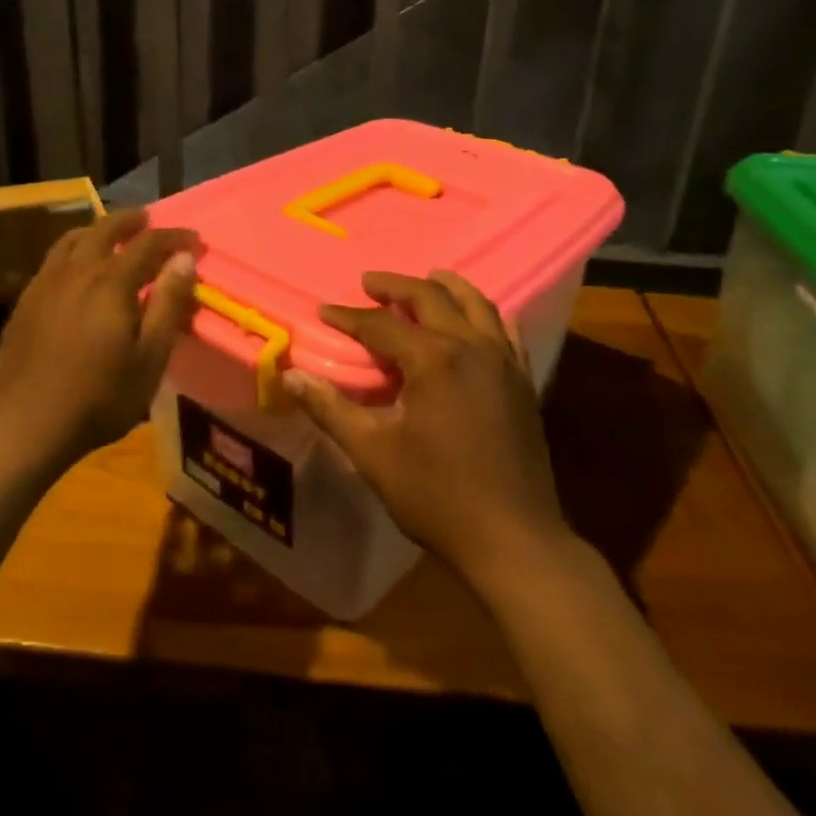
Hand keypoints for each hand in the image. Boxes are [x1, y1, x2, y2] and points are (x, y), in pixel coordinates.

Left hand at [0, 209, 198, 470]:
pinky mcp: (25, 302)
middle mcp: (76, 272)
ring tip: (112, 234)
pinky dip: (73, 249)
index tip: (194, 240)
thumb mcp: (149, 357)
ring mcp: (45, 285)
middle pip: (105, 230)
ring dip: (98, 230)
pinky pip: (53, 259)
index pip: (148, 243)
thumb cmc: (100, 398)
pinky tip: (77, 268)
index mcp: (111, 283)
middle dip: (131, 221)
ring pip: (73, 240)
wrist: (25, 427)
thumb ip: (168, 304)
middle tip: (149, 220)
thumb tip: (184, 260)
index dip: (174, 237)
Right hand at [280, 270, 569, 593]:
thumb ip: (331, 409)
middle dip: (396, 286)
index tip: (325, 310)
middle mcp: (471, 346)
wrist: (512, 536)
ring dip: (447, 287)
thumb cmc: (436, 495)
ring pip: (476, 304)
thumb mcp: (373, 453)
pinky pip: (505, 331)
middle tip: (370, 282)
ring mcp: (504, 361)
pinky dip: (485, 315)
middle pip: (432, 298)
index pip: (381, 325)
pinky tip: (477, 320)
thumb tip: (292, 375)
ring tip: (428, 279)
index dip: (349, 316)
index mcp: (433, 359)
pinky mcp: (523, 381)